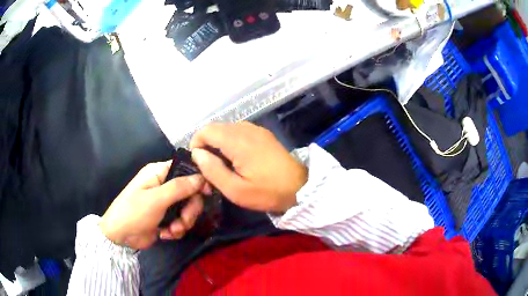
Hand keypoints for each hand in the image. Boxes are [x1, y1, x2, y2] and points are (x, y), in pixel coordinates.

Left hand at [99, 161, 205, 248]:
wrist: (119, 236)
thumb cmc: (134, 212)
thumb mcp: (156, 199)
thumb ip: (180, 188)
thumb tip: (202, 177)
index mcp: (159, 173)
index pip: (185, 169)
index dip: (198, 179)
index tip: (207, 193)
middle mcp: (163, 186)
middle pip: (190, 193)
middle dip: (189, 209)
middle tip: (184, 220)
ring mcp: (165, 203)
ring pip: (187, 209)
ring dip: (183, 222)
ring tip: (172, 230)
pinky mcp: (165, 218)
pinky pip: (180, 221)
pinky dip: (176, 229)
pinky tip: (166, 234)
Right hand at [190, 122, 307, 212]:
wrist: (301, 187)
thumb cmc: (268, 192)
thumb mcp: (236, 190)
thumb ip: (213, 170)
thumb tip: (197, 154)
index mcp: (238, 141)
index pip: (206, 130)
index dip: (196, 144)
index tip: (199, 164)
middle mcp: (246, 129)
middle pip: (215, 128)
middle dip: (207, 145)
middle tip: (210, 168)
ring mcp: (256, 129)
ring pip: (226, 129)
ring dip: (219, 143)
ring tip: (224, 165)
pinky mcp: (263, 134)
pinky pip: (239, 131)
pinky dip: (231, 142)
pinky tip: (237, 159)